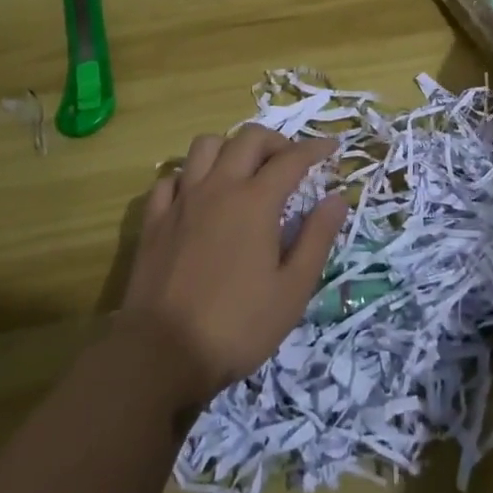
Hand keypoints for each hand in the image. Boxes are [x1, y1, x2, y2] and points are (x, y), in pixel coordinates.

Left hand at [120, 125, 347, 406]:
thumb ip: (317, 239)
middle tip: (289, 160)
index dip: (314, 149)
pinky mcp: (154, 220)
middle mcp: (218, 187)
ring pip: (205, 146)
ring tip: (243, 170)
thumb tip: (337, 198)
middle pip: (248, 139)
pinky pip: (171, 178)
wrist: (161, 353)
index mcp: (255, 202)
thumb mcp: (292, 291)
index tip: (331, 148)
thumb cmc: (236, 326)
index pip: (291, 159)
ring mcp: (182, 200)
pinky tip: (198, 194)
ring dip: (230, 148)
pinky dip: (189, 176)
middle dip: (275, 141)